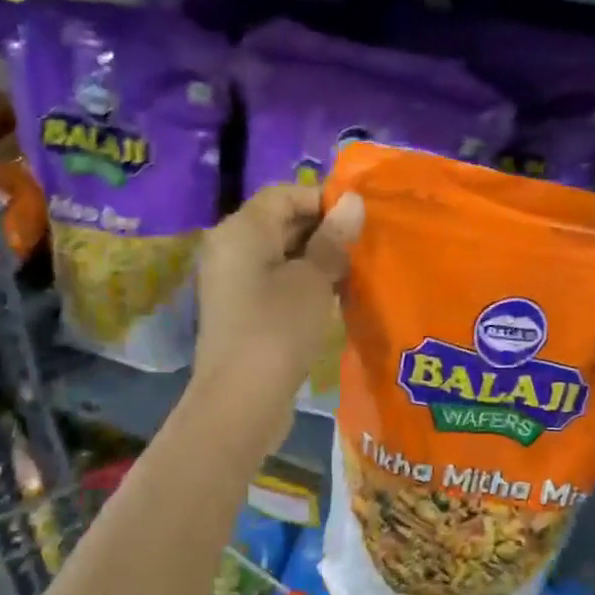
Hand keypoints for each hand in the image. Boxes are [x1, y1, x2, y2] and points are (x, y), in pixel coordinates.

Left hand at [192, 185, 363, 448]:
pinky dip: (303, 284)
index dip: (322, 200)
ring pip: (281, 256)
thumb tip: (352, 202)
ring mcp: (233, 283)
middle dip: (323, 231)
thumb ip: (333, 240)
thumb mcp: (313, 280)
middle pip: (280, 223)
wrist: (241, 400)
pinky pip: (275, 283)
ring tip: (355, 272)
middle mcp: (230, 248)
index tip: (360, 220)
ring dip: (317, 260)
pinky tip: (333, 298)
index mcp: (241, 230)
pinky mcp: (241, 312)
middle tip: (364, 246)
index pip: (284, 194)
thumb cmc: (278, 329)